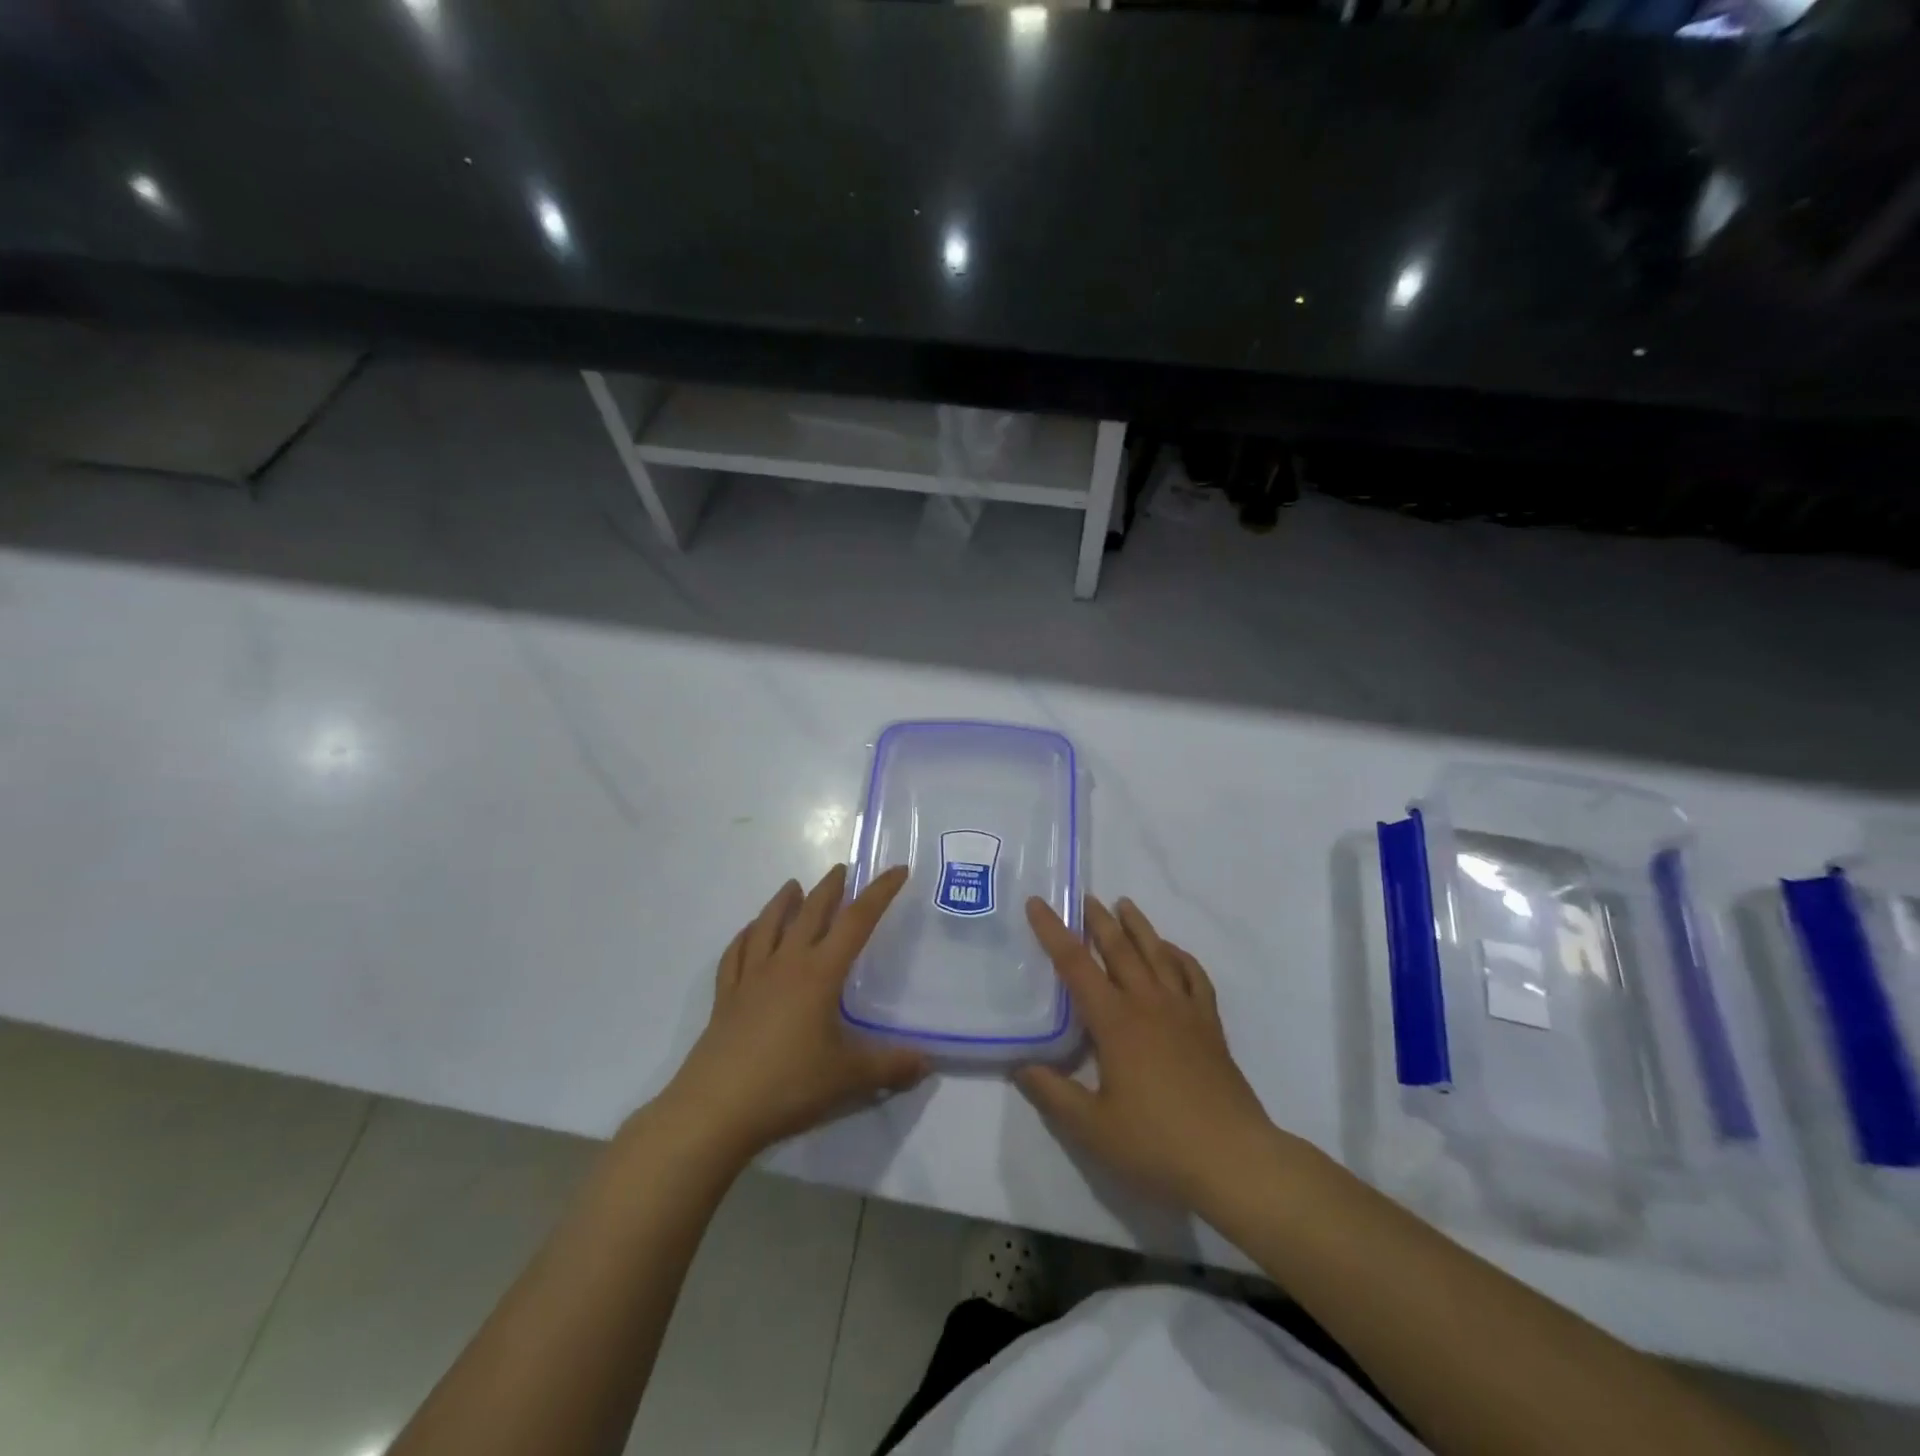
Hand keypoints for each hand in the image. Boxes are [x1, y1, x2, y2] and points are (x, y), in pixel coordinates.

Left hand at [655, 865, 928, 1163]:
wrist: (715, 1108)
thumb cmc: (788, 1084)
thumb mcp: (848, 1077)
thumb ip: (891, 1067)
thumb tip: (928, 1063)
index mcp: (819, 974)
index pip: (856, 921)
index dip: (879, 893)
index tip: (897, 870)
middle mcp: (786, 964)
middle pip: (810, 913)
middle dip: (830, 889)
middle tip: (842, 869)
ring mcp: (751, 978)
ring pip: (768, 926)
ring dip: (783, 902)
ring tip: (792, 885)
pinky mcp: (726, 998)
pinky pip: (736, 954)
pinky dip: (745, 936)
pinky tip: (749, 932)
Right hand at [1016, 896, 1279, 1212]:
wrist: (1234, 1159)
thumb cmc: (1157, 1143)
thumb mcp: (1093, 1128)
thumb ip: (1053, 1094)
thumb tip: (1021, 1066)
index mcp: (1115, 1021)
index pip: (1075, 965)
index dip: (1053, 932)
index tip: (1038, 902)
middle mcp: (1148, 1004)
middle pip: (1119, 949)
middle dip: (1098, 920)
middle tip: (1084, 897)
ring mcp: (1183, 1011)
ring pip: (1157, 954)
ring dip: (1139, 927)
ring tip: (1125, 904)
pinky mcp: (1209, 1025)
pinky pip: (1194, 977)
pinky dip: (1181, 957)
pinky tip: (1173, 952)